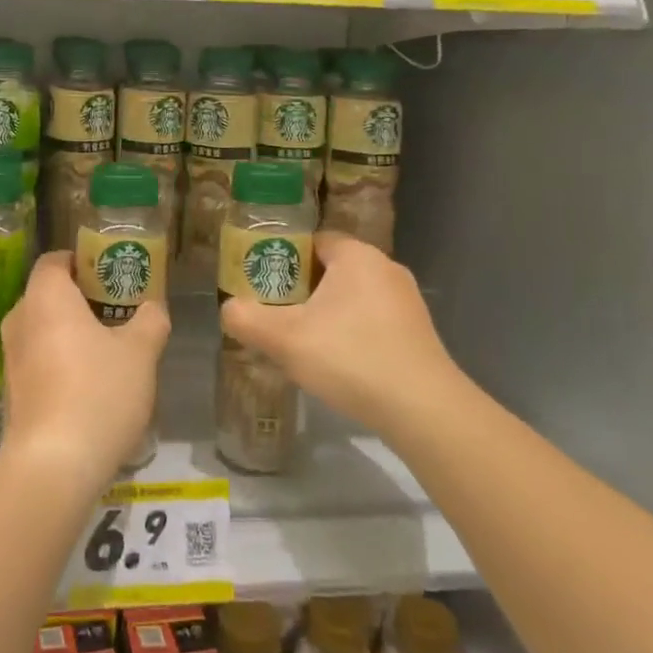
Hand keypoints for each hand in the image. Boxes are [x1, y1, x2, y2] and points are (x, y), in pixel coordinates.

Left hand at [1, 252, 169, 490]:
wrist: (53, 465)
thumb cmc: (98, 391)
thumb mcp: (140, 352)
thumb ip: (150, 321)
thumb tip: (153, 308)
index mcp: (45, 296)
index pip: (55, 260)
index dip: (82, 262)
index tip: (111, 275)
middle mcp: (19, 319)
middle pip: (49, 295)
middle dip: (82, 299)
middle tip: (118, 311)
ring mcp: (11, 357)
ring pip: (44, 329)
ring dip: (72, 333)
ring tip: (110, 350)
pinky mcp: (11, 392)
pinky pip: (38, 360)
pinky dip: (61, 362)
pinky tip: (90, 386)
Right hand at [220, 232, 459, 433]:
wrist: (424, 411)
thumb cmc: (351, 358)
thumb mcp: (285, 338)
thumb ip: (247, 319)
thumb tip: (228, 310)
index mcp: (357, 255)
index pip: (313, 240)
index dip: (284, 257)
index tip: (264, 283)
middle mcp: (386, 268)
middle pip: (332, 268)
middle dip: (303, 289)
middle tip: (277, 313)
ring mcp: (407, 302)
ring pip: (353, 297)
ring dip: (328, 313)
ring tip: (303, 341)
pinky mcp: (419, 333)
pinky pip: (374, 321)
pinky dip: (353, 333)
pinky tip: (339, 363)